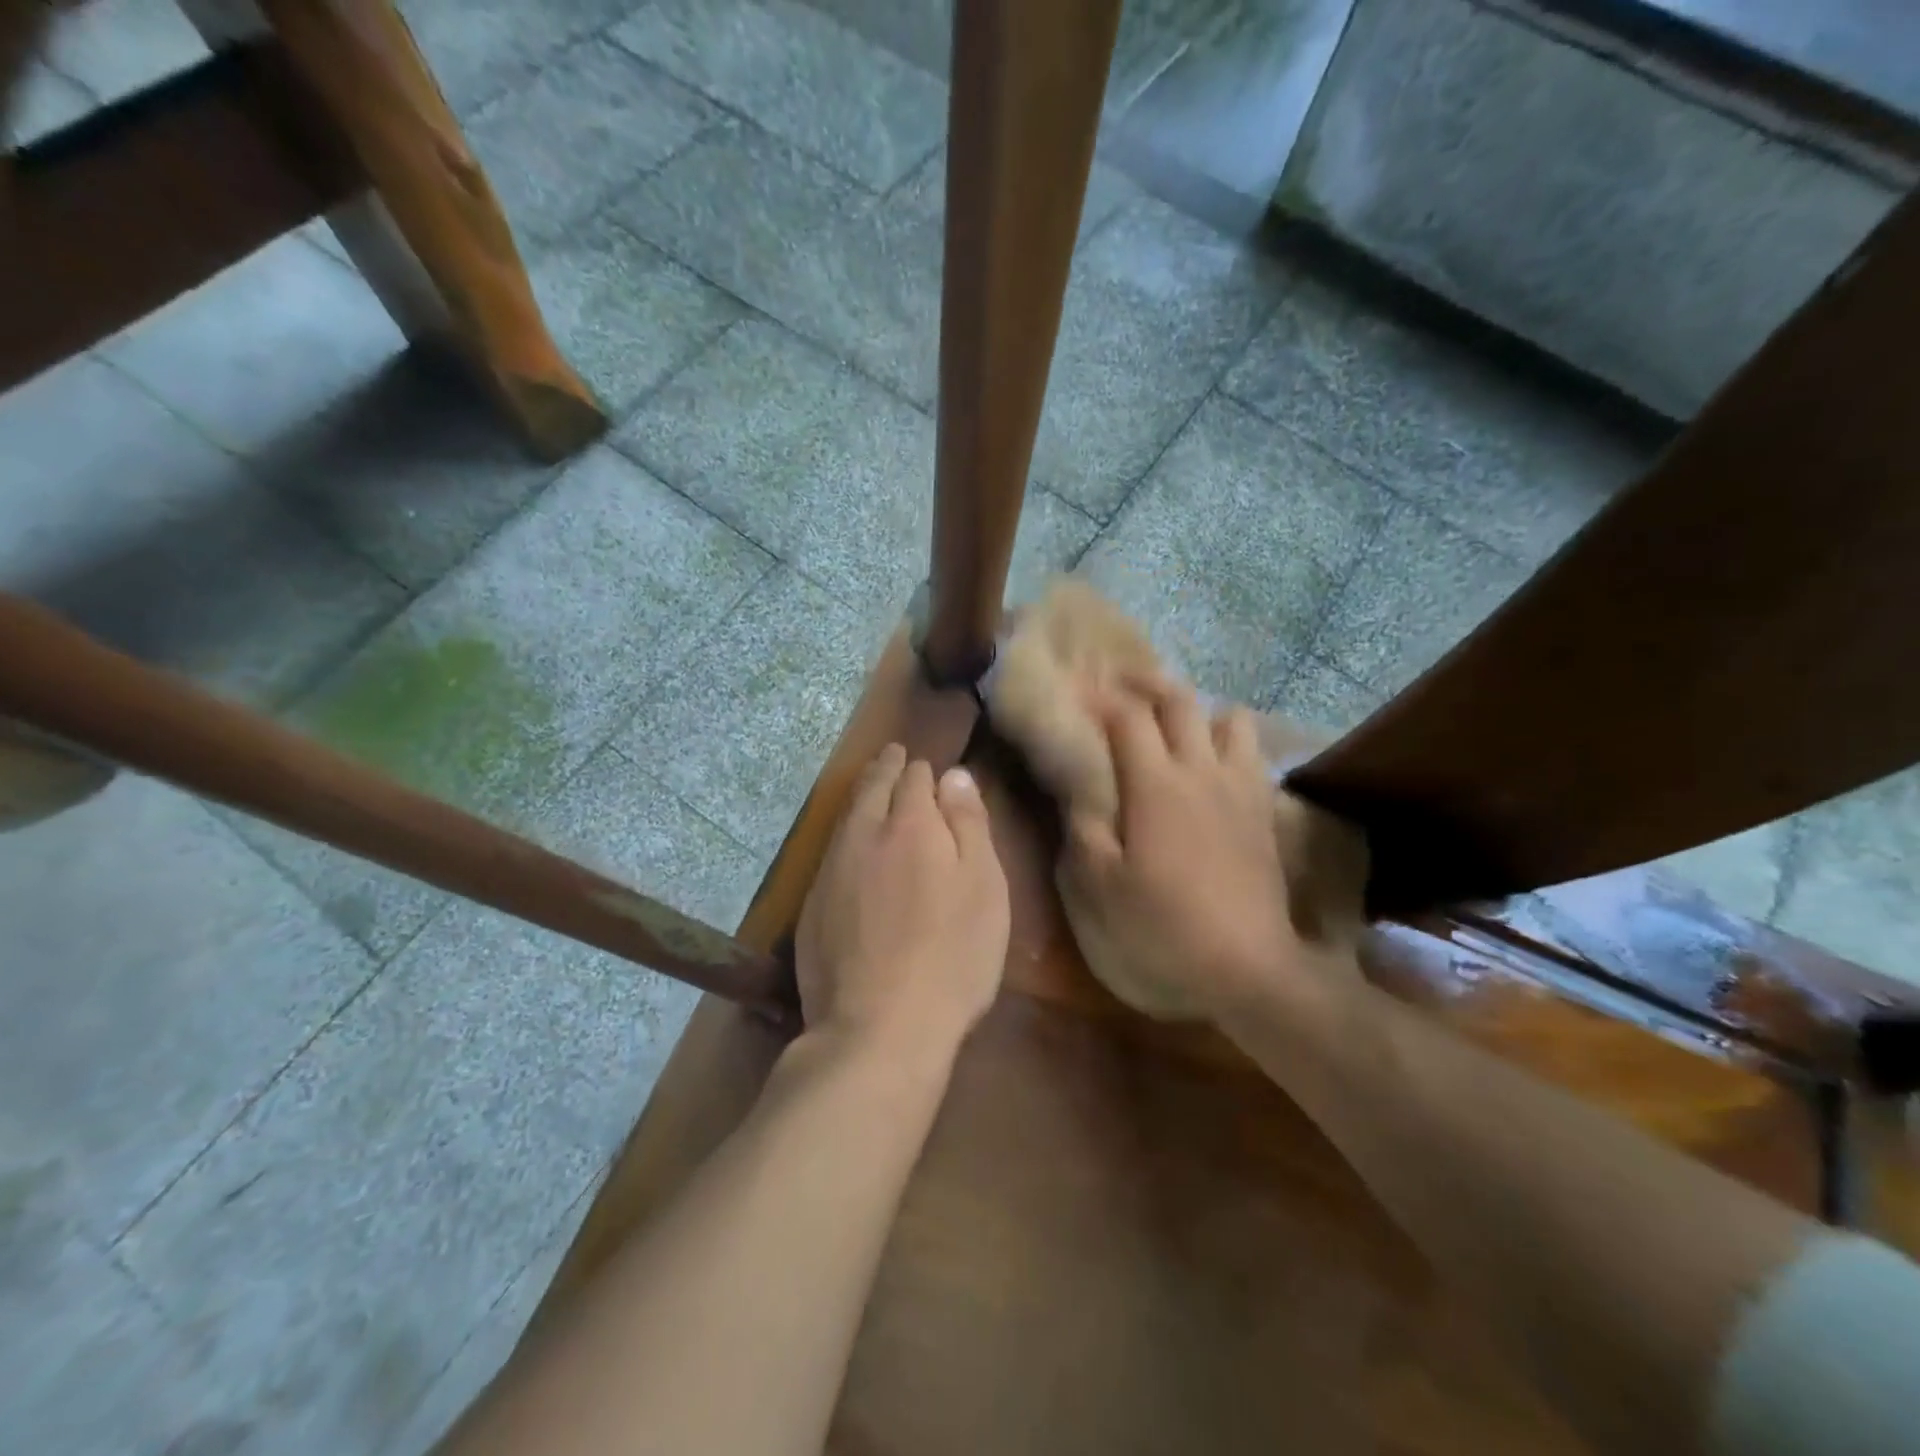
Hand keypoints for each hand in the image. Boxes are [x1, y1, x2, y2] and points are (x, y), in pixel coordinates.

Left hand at [796, 745, 1010, 1062]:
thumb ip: (968, 825)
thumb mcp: (984, 887)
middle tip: (894, 756)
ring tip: (872, 784)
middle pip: (873, 787)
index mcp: (911, 824)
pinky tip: (851, 845)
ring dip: (862, 795)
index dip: (925, 770)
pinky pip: (831, 851)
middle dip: (886, 768)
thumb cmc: (953, 956)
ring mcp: (831, 870)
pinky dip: (846, 834)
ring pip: (847, 816)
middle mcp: (864, 835)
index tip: (930, 767)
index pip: (916, 777)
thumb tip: (954, 774)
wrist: (879, 1027)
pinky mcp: (811, 905)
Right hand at [1062, 678, 1367, 1023]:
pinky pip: (1252, 753)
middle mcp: (1201, 771)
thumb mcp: (1098, 887)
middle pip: (1181, 702)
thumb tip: (1074, 786)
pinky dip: (1229, 742)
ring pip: (1229, 718)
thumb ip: (1082, 828)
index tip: (1078, 693)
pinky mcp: (1265, 811)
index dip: (1100, 698)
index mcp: (1155, 785)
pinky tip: (1213, 765)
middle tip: (1122, 688)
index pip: (1127, 717)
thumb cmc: (1161, 929)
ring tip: (1175, 726)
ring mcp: (1240, 789)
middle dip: (1148, 685)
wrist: (1247, 970)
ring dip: (1200, 711)